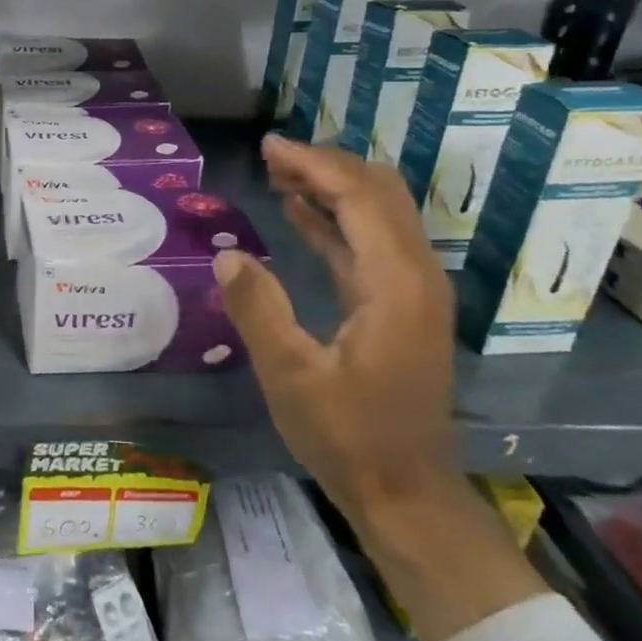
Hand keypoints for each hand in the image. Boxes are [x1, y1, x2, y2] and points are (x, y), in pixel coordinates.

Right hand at [213, 134, 456, 522]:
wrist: (405, 493)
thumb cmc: (347, 436)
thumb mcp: (290, 376)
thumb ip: (259, 310)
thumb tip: (226, 255)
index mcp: (395, 285)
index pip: (360, 198)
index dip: (315, 166)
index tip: (269, 147)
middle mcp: (415, 276)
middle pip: (379, 195)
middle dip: (327, 167)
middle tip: (271, 155)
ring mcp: (412, 292)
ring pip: (378, 215)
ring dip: (332, 188)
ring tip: (279, 173)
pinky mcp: (400, 307)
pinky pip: (369, 244)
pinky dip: (335, 220)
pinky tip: (300, 213)